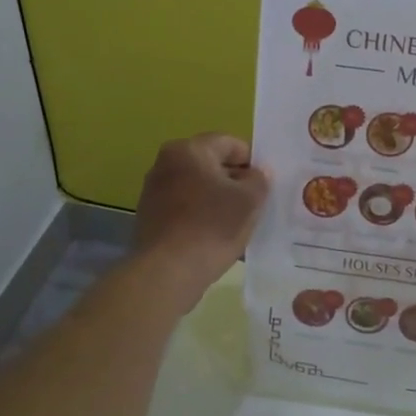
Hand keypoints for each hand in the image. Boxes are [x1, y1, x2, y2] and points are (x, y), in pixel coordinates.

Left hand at [132, 134, 269, 306]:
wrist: (168, 271)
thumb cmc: (212, 226)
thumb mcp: (250, 200)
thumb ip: (259, 179)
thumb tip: (256, 173)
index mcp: (189, 150)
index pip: (230, 144)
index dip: (253, 161)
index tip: (266, 184)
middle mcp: (166, 163)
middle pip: (211, 165)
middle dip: (235, 181)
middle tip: (255, 203)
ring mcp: (154, 190)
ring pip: (198, 188)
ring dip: (218, 200)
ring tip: (237, 223)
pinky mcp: (150, 217)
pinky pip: (185, 208)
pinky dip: (201, 216)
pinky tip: (215, 237)